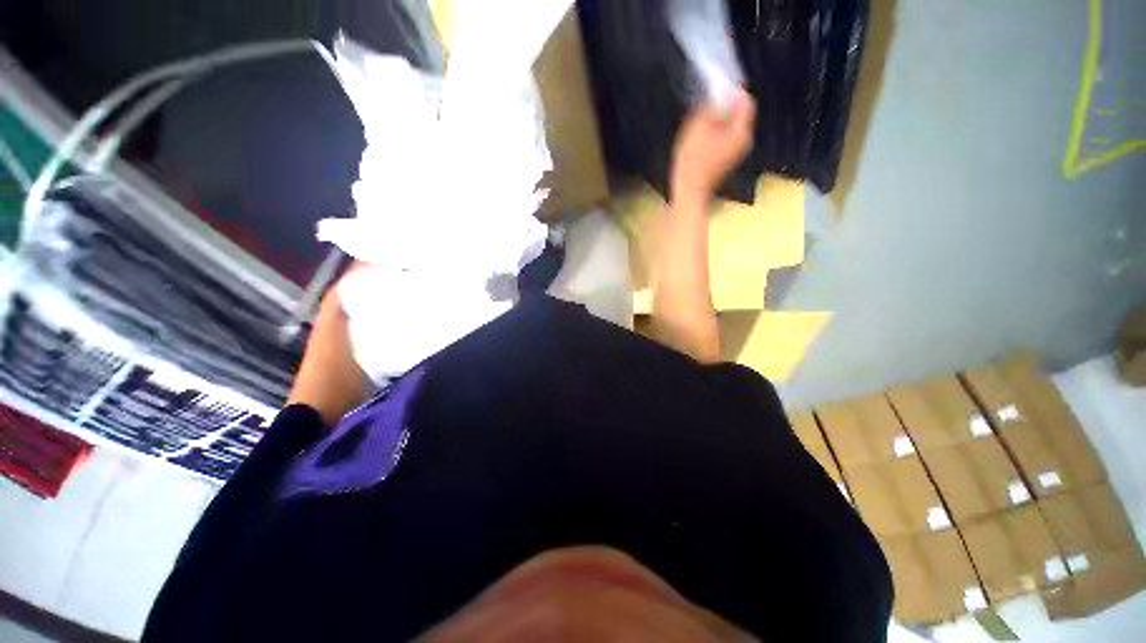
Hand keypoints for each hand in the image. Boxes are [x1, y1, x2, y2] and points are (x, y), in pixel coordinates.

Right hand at [670, 89, 755, 203]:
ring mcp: (736, 152)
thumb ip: (711, 107)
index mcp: (741, 132)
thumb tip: (720, 93)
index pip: (745, 100)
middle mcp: (744, 140)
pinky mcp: (727, 160)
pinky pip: (726, 137)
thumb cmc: (692, 162)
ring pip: (732, 125)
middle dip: (725, 103)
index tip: (715, 86)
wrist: (689, 193)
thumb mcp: (698, 129)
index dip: (732, 89)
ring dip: (719, 117)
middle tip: (705, 102)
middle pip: (740, 113)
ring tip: (700, 118)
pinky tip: (701, 135)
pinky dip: (717, 131)